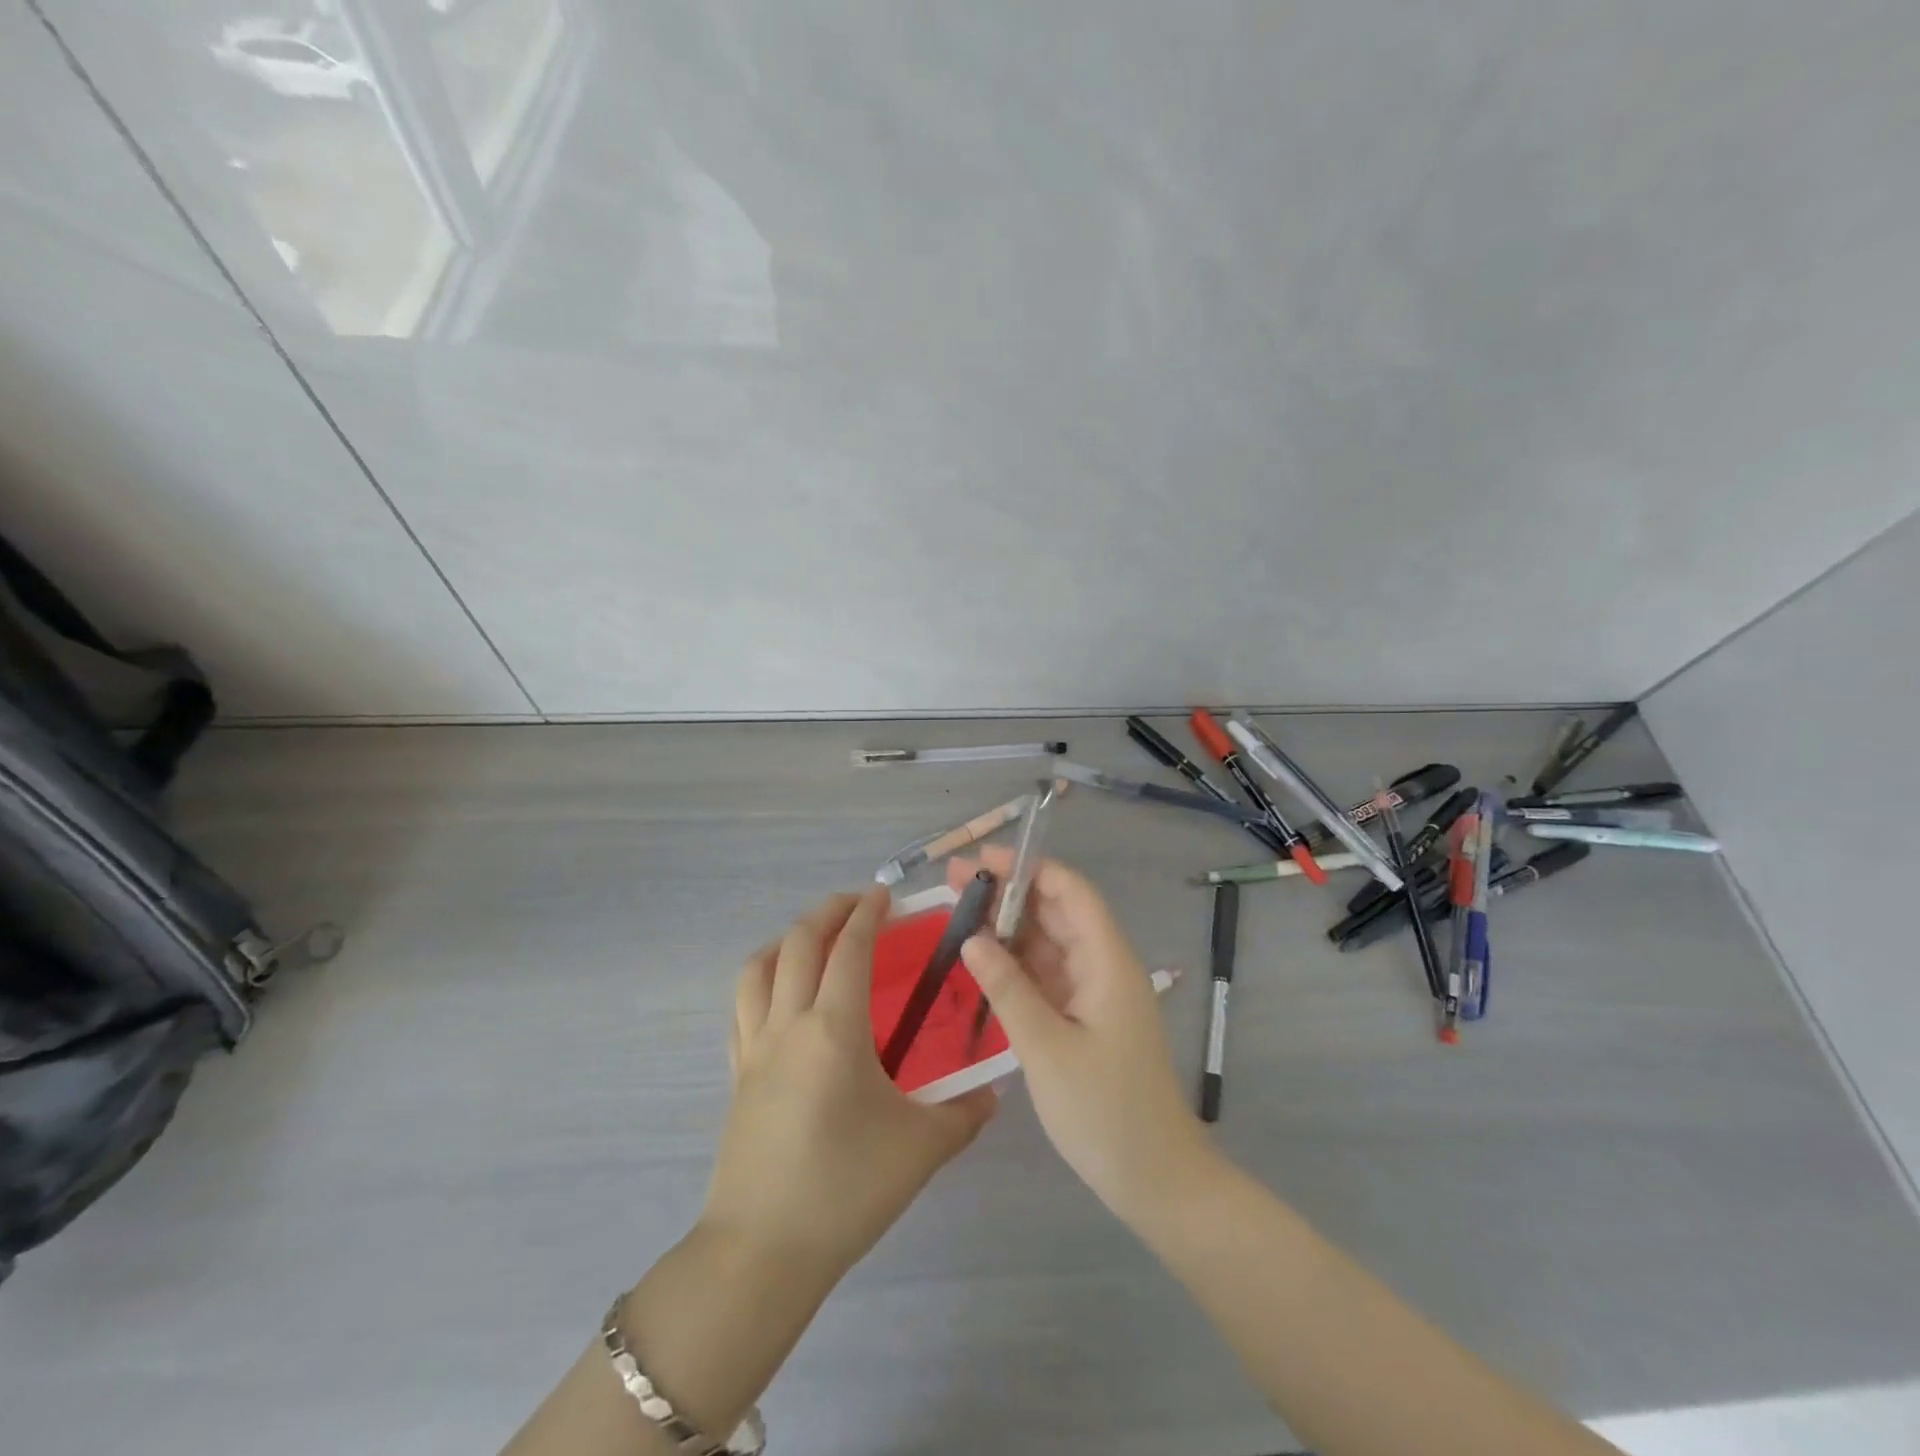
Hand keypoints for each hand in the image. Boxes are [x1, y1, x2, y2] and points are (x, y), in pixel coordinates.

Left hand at [701, 887, 996, 1288]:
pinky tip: (780, 995)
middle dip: (827, 912)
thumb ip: (965, 1113)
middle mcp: (788, 1024)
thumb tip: (994, 1092)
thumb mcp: (922, 1149)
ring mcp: (753, 1048)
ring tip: (813, 940)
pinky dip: (760, 980)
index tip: (884, 895)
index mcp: (833, 1029)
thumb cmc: (846, 1189)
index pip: (848, 948)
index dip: (866, 914)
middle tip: (857, 904)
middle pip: (796, 943)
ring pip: (756, 968)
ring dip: (785, 940)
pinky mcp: (735, 1075)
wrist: (763, 1252)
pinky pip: (741, 1007)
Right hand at [951, 850, 1213, 1222]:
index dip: (1027, 868)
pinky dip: (1015, 964)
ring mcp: (1094, 992)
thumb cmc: (1106, 1111)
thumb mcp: (1047, 1048)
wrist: (1156, 1180)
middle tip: (952, 885)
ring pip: (1048, 943)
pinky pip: (1046, 975)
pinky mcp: (1084, 1017)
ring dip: (1007, 927)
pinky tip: (981, 961)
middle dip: (1007, 893)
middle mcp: (1103, 966)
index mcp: (1107, 961)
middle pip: (1055, 911)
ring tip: (956, 914)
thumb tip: (972, 937)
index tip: (980, 861)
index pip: (1070, 891)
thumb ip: (1008, 988)